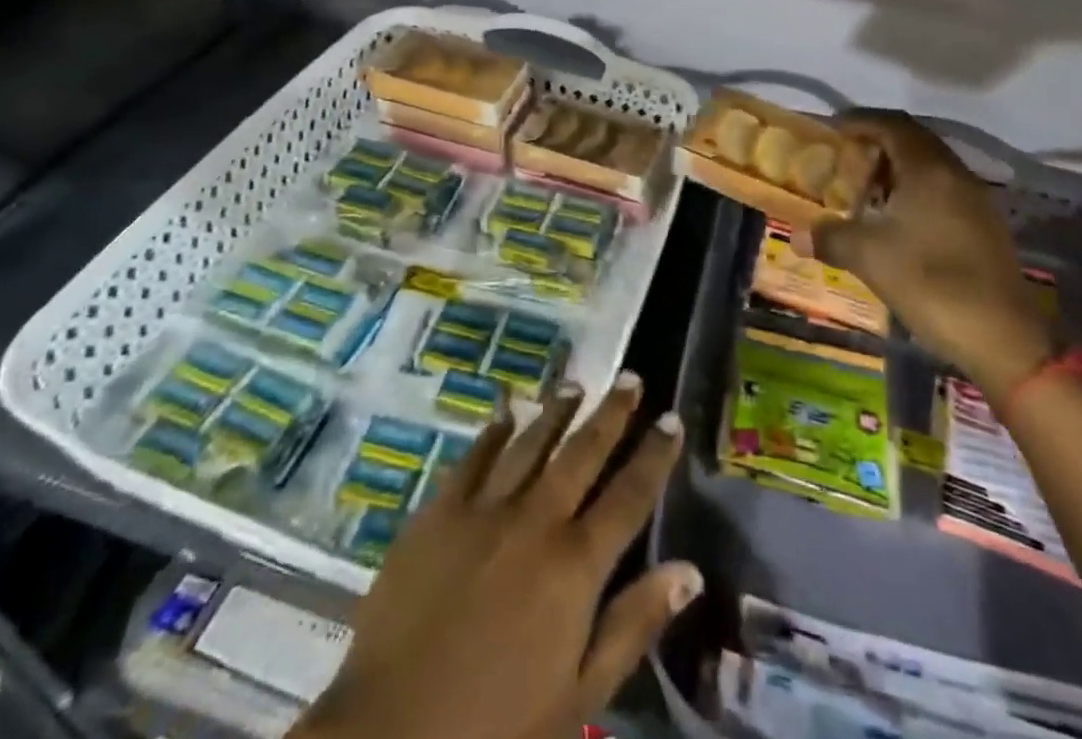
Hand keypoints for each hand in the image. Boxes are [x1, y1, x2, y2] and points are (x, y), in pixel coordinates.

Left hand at [291, 376, 701, 738]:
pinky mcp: (439, 511)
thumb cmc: (496, 726)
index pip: (629, 496)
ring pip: (531, 444)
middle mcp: (536, 521)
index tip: (672, 418)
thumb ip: (633, 624)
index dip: (654, 455)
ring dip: (556, 411)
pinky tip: (506, 410)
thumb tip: (689, 571)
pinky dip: (494, 431)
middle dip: (611, 414)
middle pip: (582, 454)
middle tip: (630, 377)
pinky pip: (474, 458)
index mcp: (575, 565)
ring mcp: (484, 509)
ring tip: (576, 384)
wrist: (391, 729)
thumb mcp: (579, 693)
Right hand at [801, 110, 1050, 398]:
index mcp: (928, 169)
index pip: (891, 124)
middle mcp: (955, 174)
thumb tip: (797, 235)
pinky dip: (915, 191)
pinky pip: (943, 190)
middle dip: (877, 143)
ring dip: (896, 169)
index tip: (832, 130)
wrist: (1003, 339)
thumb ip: (830, 237)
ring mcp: (975, 201)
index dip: (860, 121)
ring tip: (865, 190)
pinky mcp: (984, 227)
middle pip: (913, 141)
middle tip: (845, 159)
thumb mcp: (869, 257)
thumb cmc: (930, 283)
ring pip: (930, 167)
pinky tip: (897, 221)